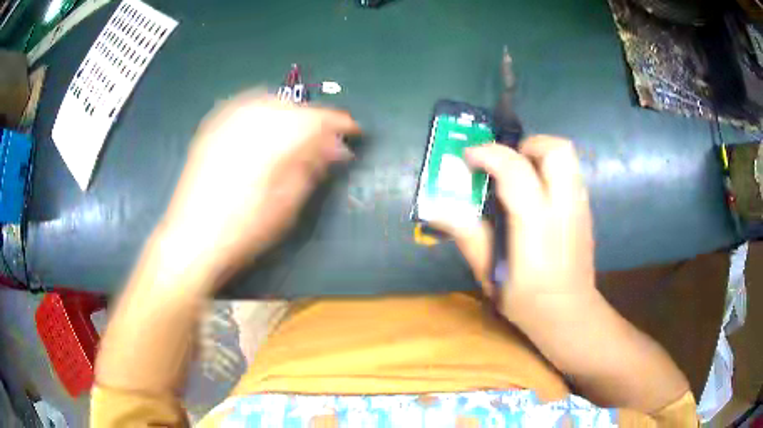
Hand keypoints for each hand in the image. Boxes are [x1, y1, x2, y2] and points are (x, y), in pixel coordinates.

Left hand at [157, 92, 359, 290]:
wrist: (191, 239)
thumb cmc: (243, 230)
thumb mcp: (287, 204)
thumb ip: (312, 167)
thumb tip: (336, 146)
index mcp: (272, 140)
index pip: (316, 119)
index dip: (339, 122)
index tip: (354, 131)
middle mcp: (249, 120)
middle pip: (293, 105)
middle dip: (314, 119)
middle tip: (325, 141)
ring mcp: (227, 121)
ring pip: (270, 101)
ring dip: (290, 113)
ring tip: (297, 135)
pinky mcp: (212, 128)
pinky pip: (246, 106)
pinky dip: (265, 111)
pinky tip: (267, 129)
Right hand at [443, 136, 594, 321]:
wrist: (571, 314)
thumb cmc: (528, 302)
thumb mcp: (491, 276)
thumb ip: (469, 237)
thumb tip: (437, 210)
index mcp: (537, 227)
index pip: (516, 171)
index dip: (489, 154)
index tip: (469, 157)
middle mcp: (564, 209)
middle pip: (556, 150)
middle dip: (527, 145)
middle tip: (505, 161)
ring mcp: (580, 207)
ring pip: (568, 156)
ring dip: (540, 153)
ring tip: (519, 172)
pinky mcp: (586, 210)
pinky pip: (570, 172)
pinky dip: (550, 168)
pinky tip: (536, 192)